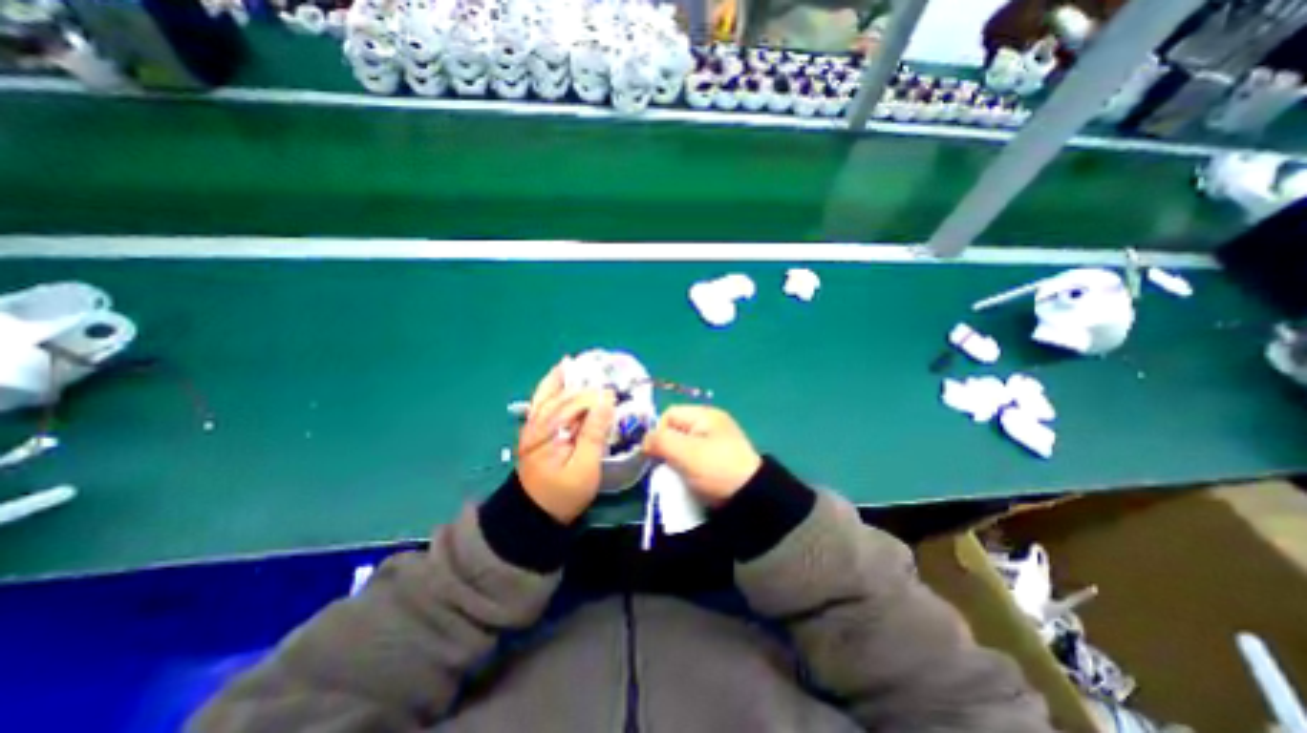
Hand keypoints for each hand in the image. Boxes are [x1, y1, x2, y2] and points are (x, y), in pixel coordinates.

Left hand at [515, 359, 619, 519]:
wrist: (535, 513)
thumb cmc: (563, 493)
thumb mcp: (585, 469)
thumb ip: (594, 433)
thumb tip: (606, 401)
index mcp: (549, 432)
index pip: (577, 405)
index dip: (599, 398)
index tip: (618, 396)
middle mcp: (538, 421)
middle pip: (566, 395)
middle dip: (589, 387)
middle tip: (611, 383)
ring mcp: (533, 422)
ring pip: (552, 391)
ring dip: (571, 378)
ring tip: (590, 365)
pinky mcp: (534, 425)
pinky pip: (543, 397)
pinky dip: (553, 382)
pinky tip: (562, 370)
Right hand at [642, 405, 763, 505]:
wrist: (751, 497)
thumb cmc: (715, 468)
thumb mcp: (685, 452)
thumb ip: (660, 441)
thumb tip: (644, 441)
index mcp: (705, 414)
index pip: (669, 414)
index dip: (658, 432)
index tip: (657, 454)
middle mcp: (711, 423)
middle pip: (676, 429)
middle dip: (666, 447)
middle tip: (666, 466)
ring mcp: (716, 441)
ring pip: (683, 445)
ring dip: (676, 459)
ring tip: (676, 475)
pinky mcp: (718, 458)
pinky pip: (694, 457)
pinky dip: (687, 467)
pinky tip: (688, 478)